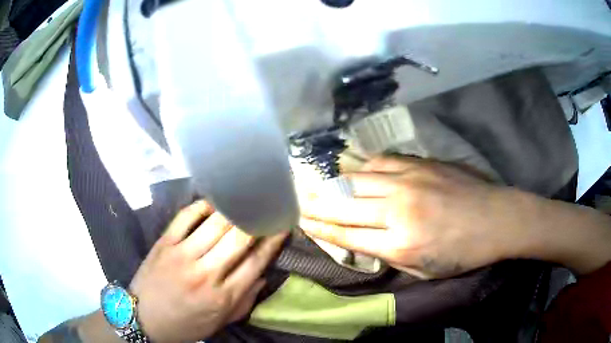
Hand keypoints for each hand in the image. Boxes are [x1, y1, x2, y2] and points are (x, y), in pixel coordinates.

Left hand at [130, 200, 287, 341]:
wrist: (144, 318)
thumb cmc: (185, 324)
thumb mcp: (219, 322)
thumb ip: (244, 302)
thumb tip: (262, 276)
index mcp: (222, 297)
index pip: (255, 262)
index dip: (272, 241)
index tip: (282, 225)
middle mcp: (205, 273)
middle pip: (238, 239)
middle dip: (257, 219)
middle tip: (266, 206)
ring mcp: (182, 255)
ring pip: (214, 224)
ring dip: (233, 209)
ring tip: (244, 199)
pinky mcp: (164, 243)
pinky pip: (185, 218)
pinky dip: (201, 206)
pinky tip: (212, 203)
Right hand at [299, 156, 523, 278]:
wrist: (497, 218)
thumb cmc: (464, 252)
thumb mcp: (425, 269)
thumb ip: (391, 256)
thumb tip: (366, 241)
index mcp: (400, 243)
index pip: (347, 233)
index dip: (320, 227)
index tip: (301, 220)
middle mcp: (399, 209)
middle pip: (346, 204)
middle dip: (318, 204)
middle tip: (301, 201)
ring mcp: (410, 180)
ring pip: (359, 178)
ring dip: (335, 183)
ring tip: (320, 185)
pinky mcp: (421, 164)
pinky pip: (382, 161)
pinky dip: (363, 167)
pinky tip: (356, 170)